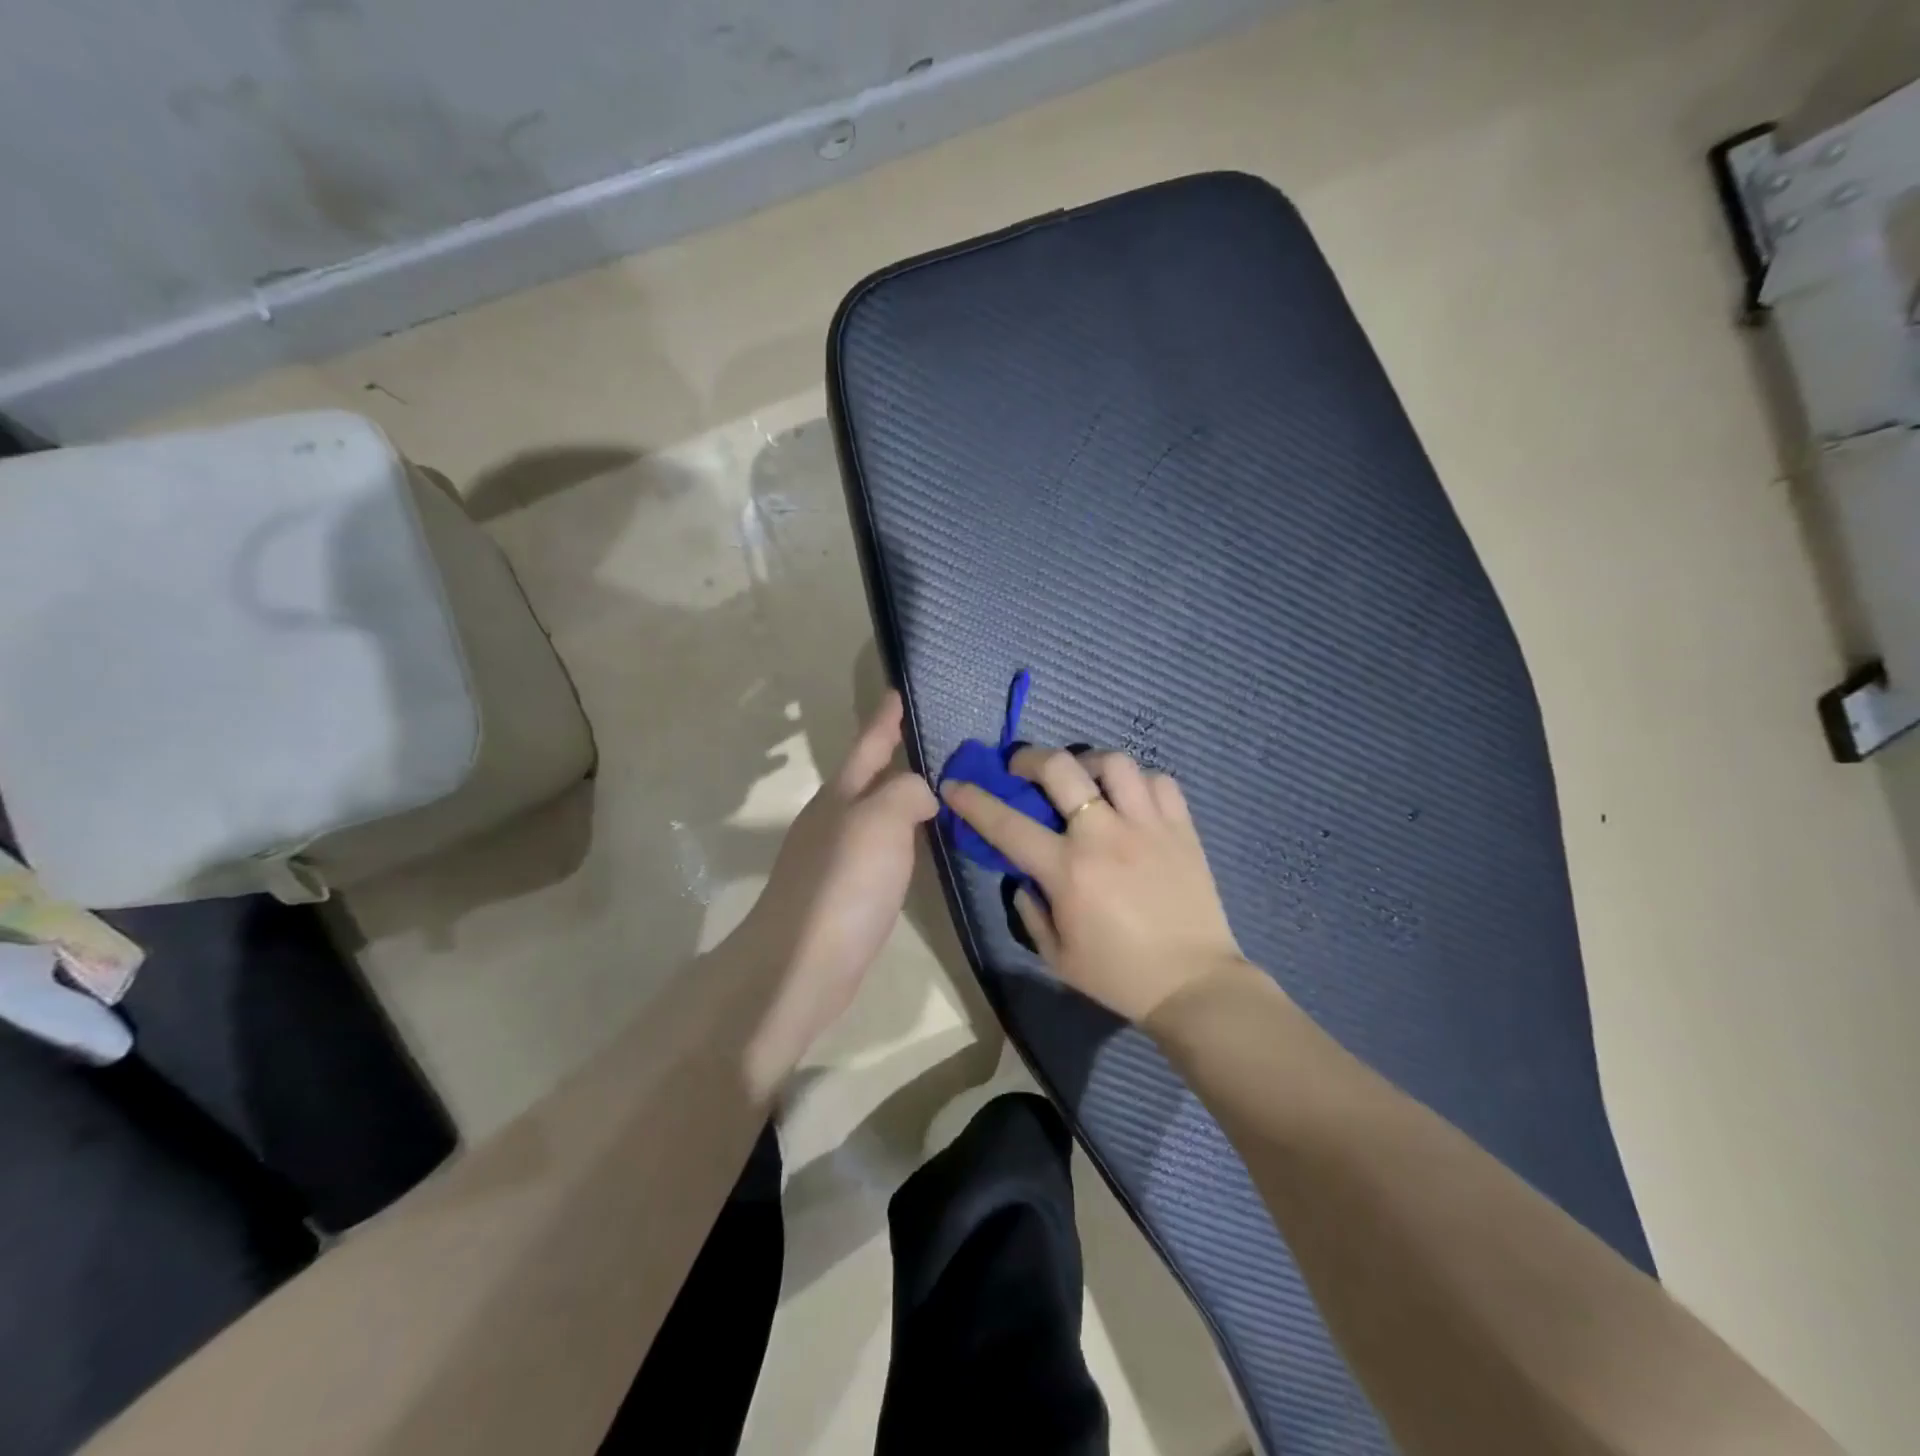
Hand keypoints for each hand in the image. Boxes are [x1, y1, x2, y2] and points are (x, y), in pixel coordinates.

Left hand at [734, 692, 936, 1079]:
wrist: (802, 965)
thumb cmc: (842, 885)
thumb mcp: (879, 822)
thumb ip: (905, 793)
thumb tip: (921, 794)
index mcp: (840, 797)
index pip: (867, 746)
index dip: (884, 719)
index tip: (898, 693)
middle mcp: (834, 821)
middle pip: (868, 778)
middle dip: (893, 756)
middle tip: (930, 741)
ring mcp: (836, 858)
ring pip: (875, 814)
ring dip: (900, 798)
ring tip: (934, 789)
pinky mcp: (846, 893)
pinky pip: (882, 849)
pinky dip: (902, 838)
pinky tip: (918, 847)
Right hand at [942, 747, 1248, 1023]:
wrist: (1193, 984)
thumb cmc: (1118, 975)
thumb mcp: (1057, 956)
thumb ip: (1030, 910)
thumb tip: (1022, 876)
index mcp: (1068, 870)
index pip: (1007, 824)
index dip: (974, 801)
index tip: (955, 785)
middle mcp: (1104, 835)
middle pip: (1060, 768)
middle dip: (1030, 758)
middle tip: (1023, 769)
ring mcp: (1147, 826)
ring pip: (1114, 763)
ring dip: (1088, 763)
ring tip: (1083, 779)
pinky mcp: (1182, 828)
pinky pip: (1160, 781)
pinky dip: (1139, 782)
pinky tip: (1130, 798)